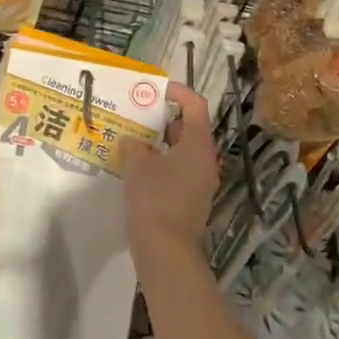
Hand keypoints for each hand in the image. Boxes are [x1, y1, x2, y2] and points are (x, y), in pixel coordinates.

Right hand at [122, 82, 220, 266]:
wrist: (165, 250)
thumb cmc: (154, 199)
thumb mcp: (138, 165)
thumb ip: (134, 146)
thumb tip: (133, 142)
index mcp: (198, 145)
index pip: (196, 106)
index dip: (179, 92)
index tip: (158, 88)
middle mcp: (205, 161)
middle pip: (190, 129)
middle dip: (165, 119)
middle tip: (140, 113)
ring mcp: (200, 183)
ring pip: (182, 152)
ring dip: (161, 143)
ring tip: (134, 139)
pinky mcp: (190, 201)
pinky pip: (178, 172)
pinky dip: (161, 164)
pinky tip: (138, 168)